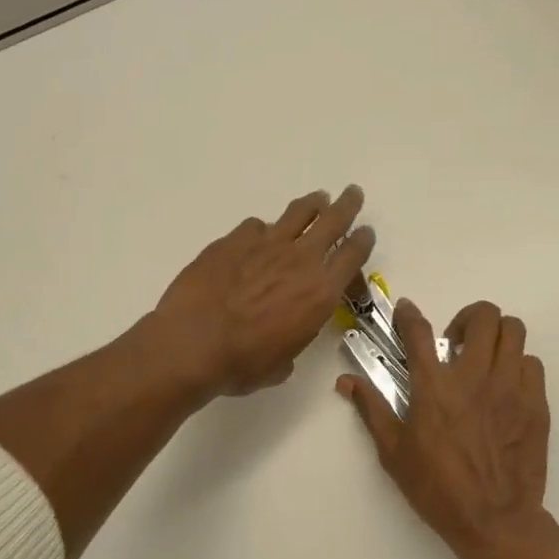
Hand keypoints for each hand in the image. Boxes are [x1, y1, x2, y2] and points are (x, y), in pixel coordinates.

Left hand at [151, 186, 375, 397]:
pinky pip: (256, 226)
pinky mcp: (232, 240)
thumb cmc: (242, 364)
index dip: (363, 241)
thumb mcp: (283, 362)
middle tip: (352, 194)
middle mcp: (299, 261)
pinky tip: (257, 236)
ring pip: (297, 214)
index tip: (366, 232)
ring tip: (317, 199)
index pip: (353, 255)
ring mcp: (265, 245)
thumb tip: (284, 333)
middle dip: (346, 205)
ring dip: (311, 205)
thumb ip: (293, 338)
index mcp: (320, 292)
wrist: (192, 344)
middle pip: (332, 221)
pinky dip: (263, 230)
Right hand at [338, 298, 554, 558]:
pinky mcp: (536, 404)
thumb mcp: (393, 452)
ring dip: (497, 337)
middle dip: (468, 319)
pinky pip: (532, 364)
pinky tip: (506, 387)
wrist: (494, 520)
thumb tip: (346, 383)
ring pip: (514, 331)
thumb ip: (372, 409)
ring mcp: (511, 387)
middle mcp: (474, 376)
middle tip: (457, 342)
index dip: (408, 314)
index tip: (406, 310)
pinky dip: (518, 366)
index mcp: (434, 387)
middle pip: (484, 316)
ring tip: (485, 359)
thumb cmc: (437, 488)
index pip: (418, 332)